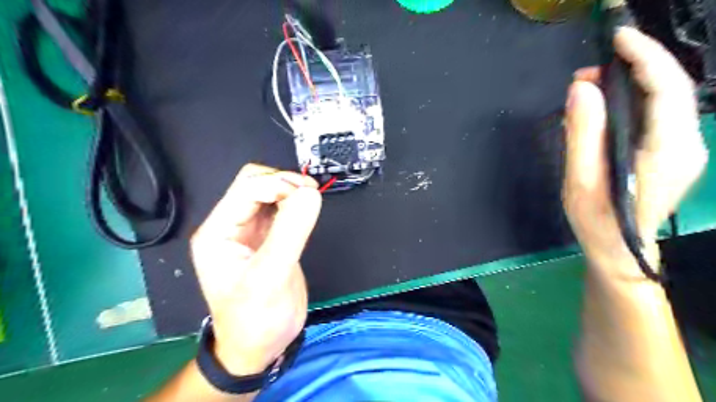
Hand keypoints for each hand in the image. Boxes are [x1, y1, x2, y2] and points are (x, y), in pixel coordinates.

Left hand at [191, 162, 323, 372]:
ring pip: (270, 193)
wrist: (259, 347)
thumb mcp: (270, 278)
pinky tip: (306, 212)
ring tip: (311, 202)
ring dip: (291, 191)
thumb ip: (290, 232)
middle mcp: (230, 226)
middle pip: (256, 184)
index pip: (246, 187)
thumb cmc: (255, 320)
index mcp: (218, 231)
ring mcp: (249, 231)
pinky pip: (281, 209)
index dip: (278, 183)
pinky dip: (295, 205)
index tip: (307, 194)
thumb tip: (310, 193)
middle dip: (284, 183)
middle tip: (311, 194)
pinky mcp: (268, 238)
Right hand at [563, 28, 706, 277]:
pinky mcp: (673, 152)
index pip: (667, 88)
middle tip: (586, 73)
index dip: (645, 57)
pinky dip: (631, 100)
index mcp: (666, 150)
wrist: (621, 251)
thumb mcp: (582, 180)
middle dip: (632, 67)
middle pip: (669, 88)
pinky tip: (603, 106)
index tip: (617, 38)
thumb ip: (582, 134)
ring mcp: (684, 148)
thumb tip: (581, 88)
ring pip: (663, 99)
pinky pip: (656, 114)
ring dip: (629, 83)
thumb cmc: (598, 221)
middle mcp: (686, 143)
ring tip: (588, 87)